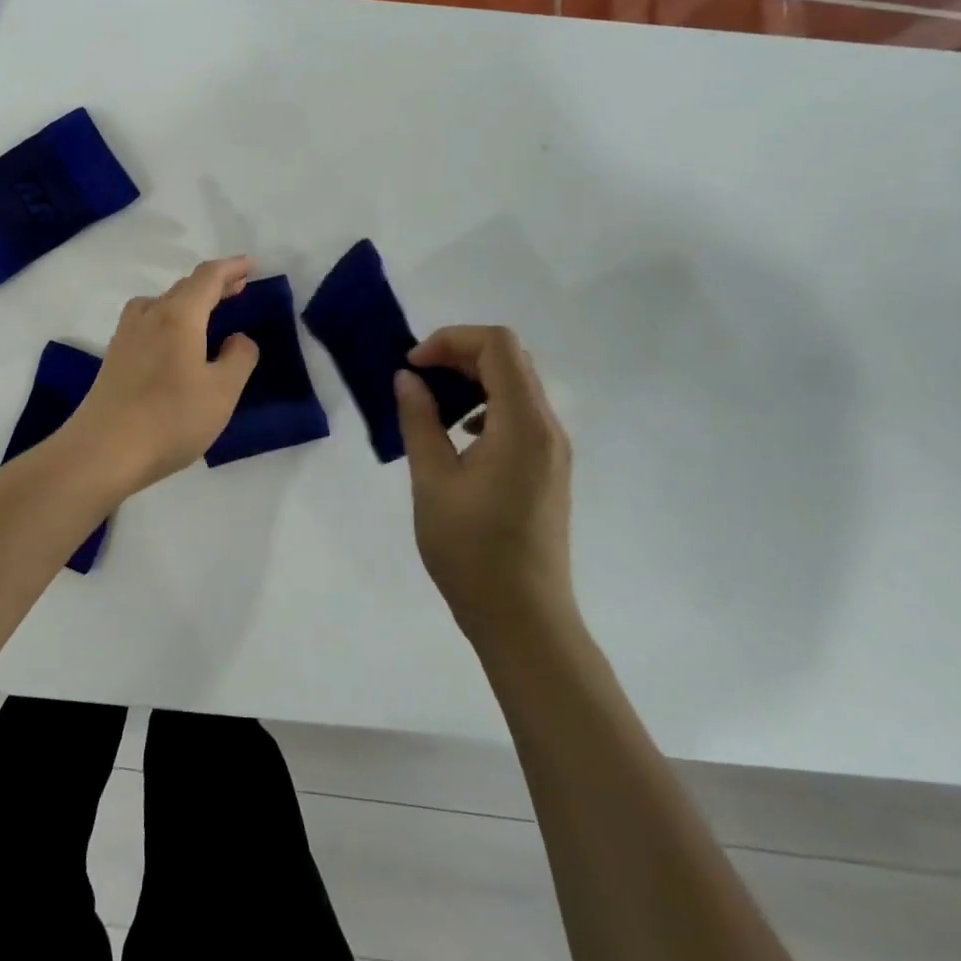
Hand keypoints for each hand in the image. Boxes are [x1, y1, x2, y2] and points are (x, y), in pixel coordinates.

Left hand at [61, 257, 261, 495]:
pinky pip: (148, 321)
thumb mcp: (222, 391)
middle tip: (238, 288)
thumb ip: (239, 358)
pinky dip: (170, 318)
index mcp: (178, 315)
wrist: (103, 450)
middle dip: (213, 284)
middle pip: (184, 287)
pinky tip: (175, 342)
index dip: (231, 268)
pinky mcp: (114, 356)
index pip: (208, 277)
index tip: (250, 264)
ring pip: (161, 303)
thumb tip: (238, 338)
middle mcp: (149, 314)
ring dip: (188, 300)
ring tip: (208, 313)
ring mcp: (126, 335)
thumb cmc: (170, 418)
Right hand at [394, 326, 574, 640]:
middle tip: (416, 379)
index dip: (451, 340)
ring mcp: (553, 450)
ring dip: (472, 380)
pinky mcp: (548, 469)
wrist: (524, 620)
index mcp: (523, 425)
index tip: (413, 365)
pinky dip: (486, 407)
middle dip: (459, 355)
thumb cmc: (472, 552)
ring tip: (432, 407)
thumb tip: (407, 378)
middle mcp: (548, 428)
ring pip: (516, 386)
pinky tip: (458, 438)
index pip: (498, 346)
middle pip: (510, 360)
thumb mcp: (432, 482)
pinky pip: (520, 415)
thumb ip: (419, 421)